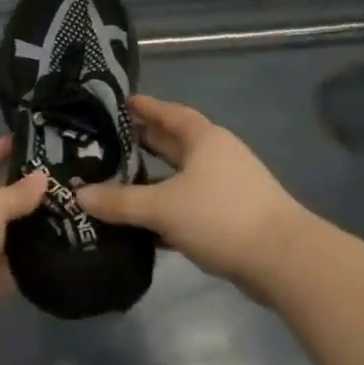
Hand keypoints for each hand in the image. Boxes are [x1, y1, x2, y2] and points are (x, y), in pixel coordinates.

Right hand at [78, 94, 309, 286]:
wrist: (284, 260)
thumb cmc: (220, 215)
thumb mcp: (163, 207)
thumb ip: (120, 202)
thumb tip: (79, 194)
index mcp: (204, 138)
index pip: (169, 113)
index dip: (145, 107)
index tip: (120, 103)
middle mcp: (216, 155)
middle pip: (174, 142)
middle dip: (144, 142)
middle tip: (108, 142)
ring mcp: (227, 186)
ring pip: (182, 176)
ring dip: (155, 178)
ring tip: (119, 181)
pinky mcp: (232, 216)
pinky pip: (190, 203)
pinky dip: (169, 208)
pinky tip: (145, 224)